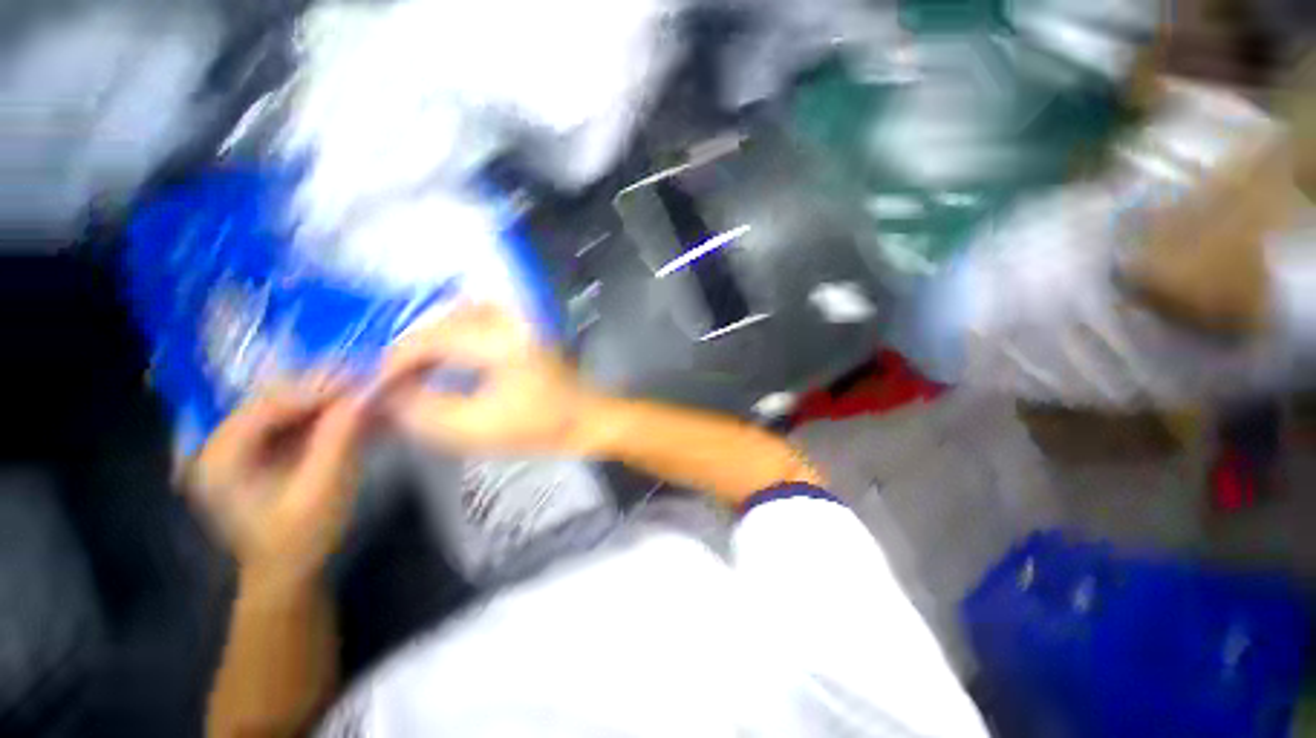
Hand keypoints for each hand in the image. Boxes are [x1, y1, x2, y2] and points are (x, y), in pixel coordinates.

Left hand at [188, 378, 369, 589]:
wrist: (289, 572)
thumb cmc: (301, 539)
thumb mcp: (323, 491)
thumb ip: (339, 440)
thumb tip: (363, 395)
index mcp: (219, 458)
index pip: (266, 405)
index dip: (314, 390)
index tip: (361, 380)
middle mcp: (219, 443)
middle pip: (272, 397)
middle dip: (321, 388)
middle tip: (366, 381)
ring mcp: (237, 444)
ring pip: (284, 402)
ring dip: (325, 396)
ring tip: (364, 391)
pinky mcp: (257, 448)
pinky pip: (291, 416)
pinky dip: (322, 410)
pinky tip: (350, 408)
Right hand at [378, 304, 603, 453]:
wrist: (587, 419)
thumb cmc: (541, 427)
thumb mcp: (479, 429)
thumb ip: (426, 411)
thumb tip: (388, 394)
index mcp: (499, 342)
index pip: (430, 339)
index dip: (395, 361)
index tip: (375, 385)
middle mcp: (508, 321)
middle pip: (441, 322)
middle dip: (410, 349)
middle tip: (391, 379)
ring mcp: (519, 322)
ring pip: (458, 315)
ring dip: (431, 338)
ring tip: (413, 368)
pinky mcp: (525, 329)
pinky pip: (478, 318)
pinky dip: (454, 332)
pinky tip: (446, 353)